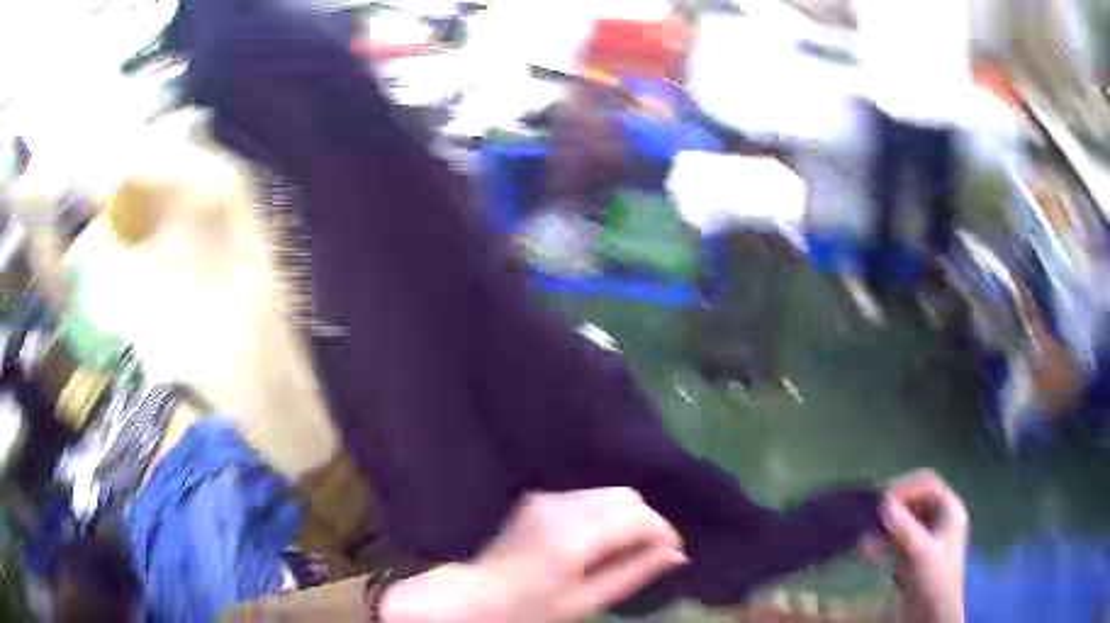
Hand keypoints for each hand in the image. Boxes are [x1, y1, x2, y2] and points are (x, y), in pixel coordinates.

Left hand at [380, 488, 686, 622]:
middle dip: (647, 521)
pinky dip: (603, 513)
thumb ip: (633, 573)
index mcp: (572, 537)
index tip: (673, 552)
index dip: (663, 531)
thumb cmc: (531, 610)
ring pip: (607, 493)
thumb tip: (676, 554)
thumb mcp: (586, 601)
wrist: (475, 598)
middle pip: (626, 496)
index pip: (636, 517)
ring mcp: (545, 498)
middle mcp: (560, 506)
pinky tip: (598, 541)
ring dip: (626, 516)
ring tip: (625, 549)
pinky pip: (586, 497)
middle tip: (652, 552)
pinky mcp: (537, 498)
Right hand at [881, 470, 968, 622]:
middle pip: (916, 499)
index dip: (904, 487)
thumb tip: (882, 502)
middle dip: (893, 507)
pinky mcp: (917, 554)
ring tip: (867, 536)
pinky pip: (900, 538)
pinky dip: (885, 542)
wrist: (933, 615)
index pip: (927, 483)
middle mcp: (942, 517)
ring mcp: (930, 536)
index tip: (880, 500)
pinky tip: (870, 553)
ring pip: (906, 519)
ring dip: (887, 525)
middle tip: (871, 516)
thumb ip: (903, 527)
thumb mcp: (919, 553)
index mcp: (950, 509)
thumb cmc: (933, 580)